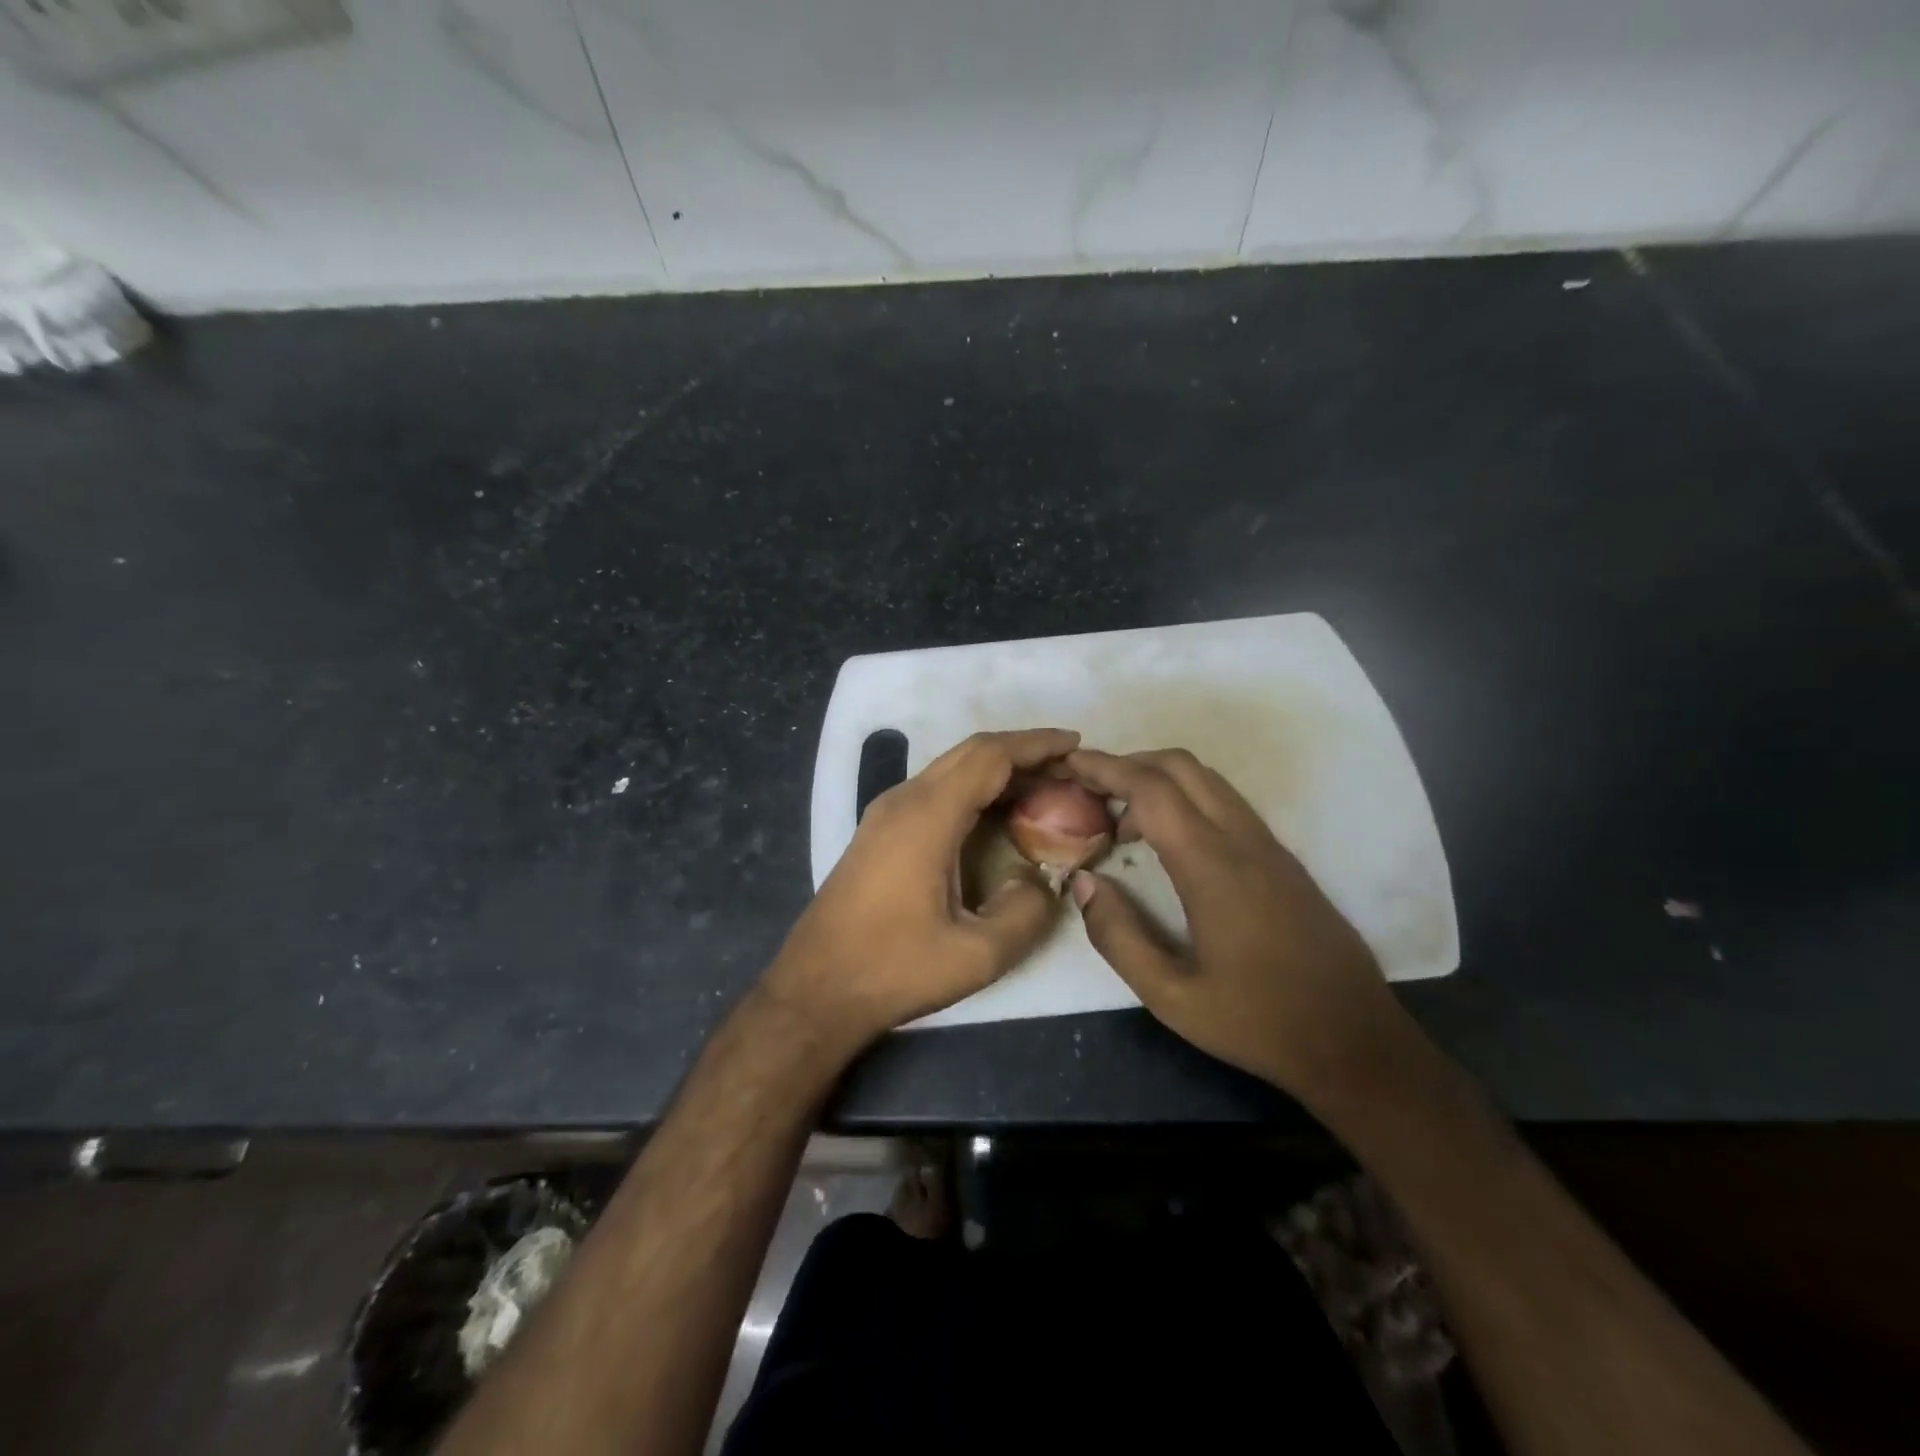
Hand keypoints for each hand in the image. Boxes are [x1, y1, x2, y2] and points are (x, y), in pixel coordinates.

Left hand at [766, 728, 1075, 1045]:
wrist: (816, 988)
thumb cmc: (893, 968)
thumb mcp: (976, 955)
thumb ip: (1026, 912)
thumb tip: (1044, 880)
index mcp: (928, 816)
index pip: (990, 757)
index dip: (1036, 745)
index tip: (1076, 744)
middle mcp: (904, 800)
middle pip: (971, 753)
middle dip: (1022, 752)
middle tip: (1068, 768)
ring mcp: (886, 813)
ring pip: (951, 769)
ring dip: (997, 770)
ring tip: (1044, 788)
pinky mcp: (879, 831)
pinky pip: (936, 791)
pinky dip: (974, 789)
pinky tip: (997, 815)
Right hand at [1065, 747, 1407, 1106]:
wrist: (1356, 1042)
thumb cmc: (1258, 1023)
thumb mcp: (1171, 997)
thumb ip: (1118, 937)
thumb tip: (1084, 882)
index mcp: (1213, 867)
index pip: (1151, 790)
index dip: (1105, 768)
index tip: (1069, 762)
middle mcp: (1243, 841)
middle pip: (1181, 766)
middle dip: (1129, 762)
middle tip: (1089, 787)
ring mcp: (1269, 846)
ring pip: (1207, 780)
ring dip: (1158, 780)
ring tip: (1120, 818)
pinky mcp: (1282, 859)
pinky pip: (1225, 803)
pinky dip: (1185, 799)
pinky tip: (1165, 841)